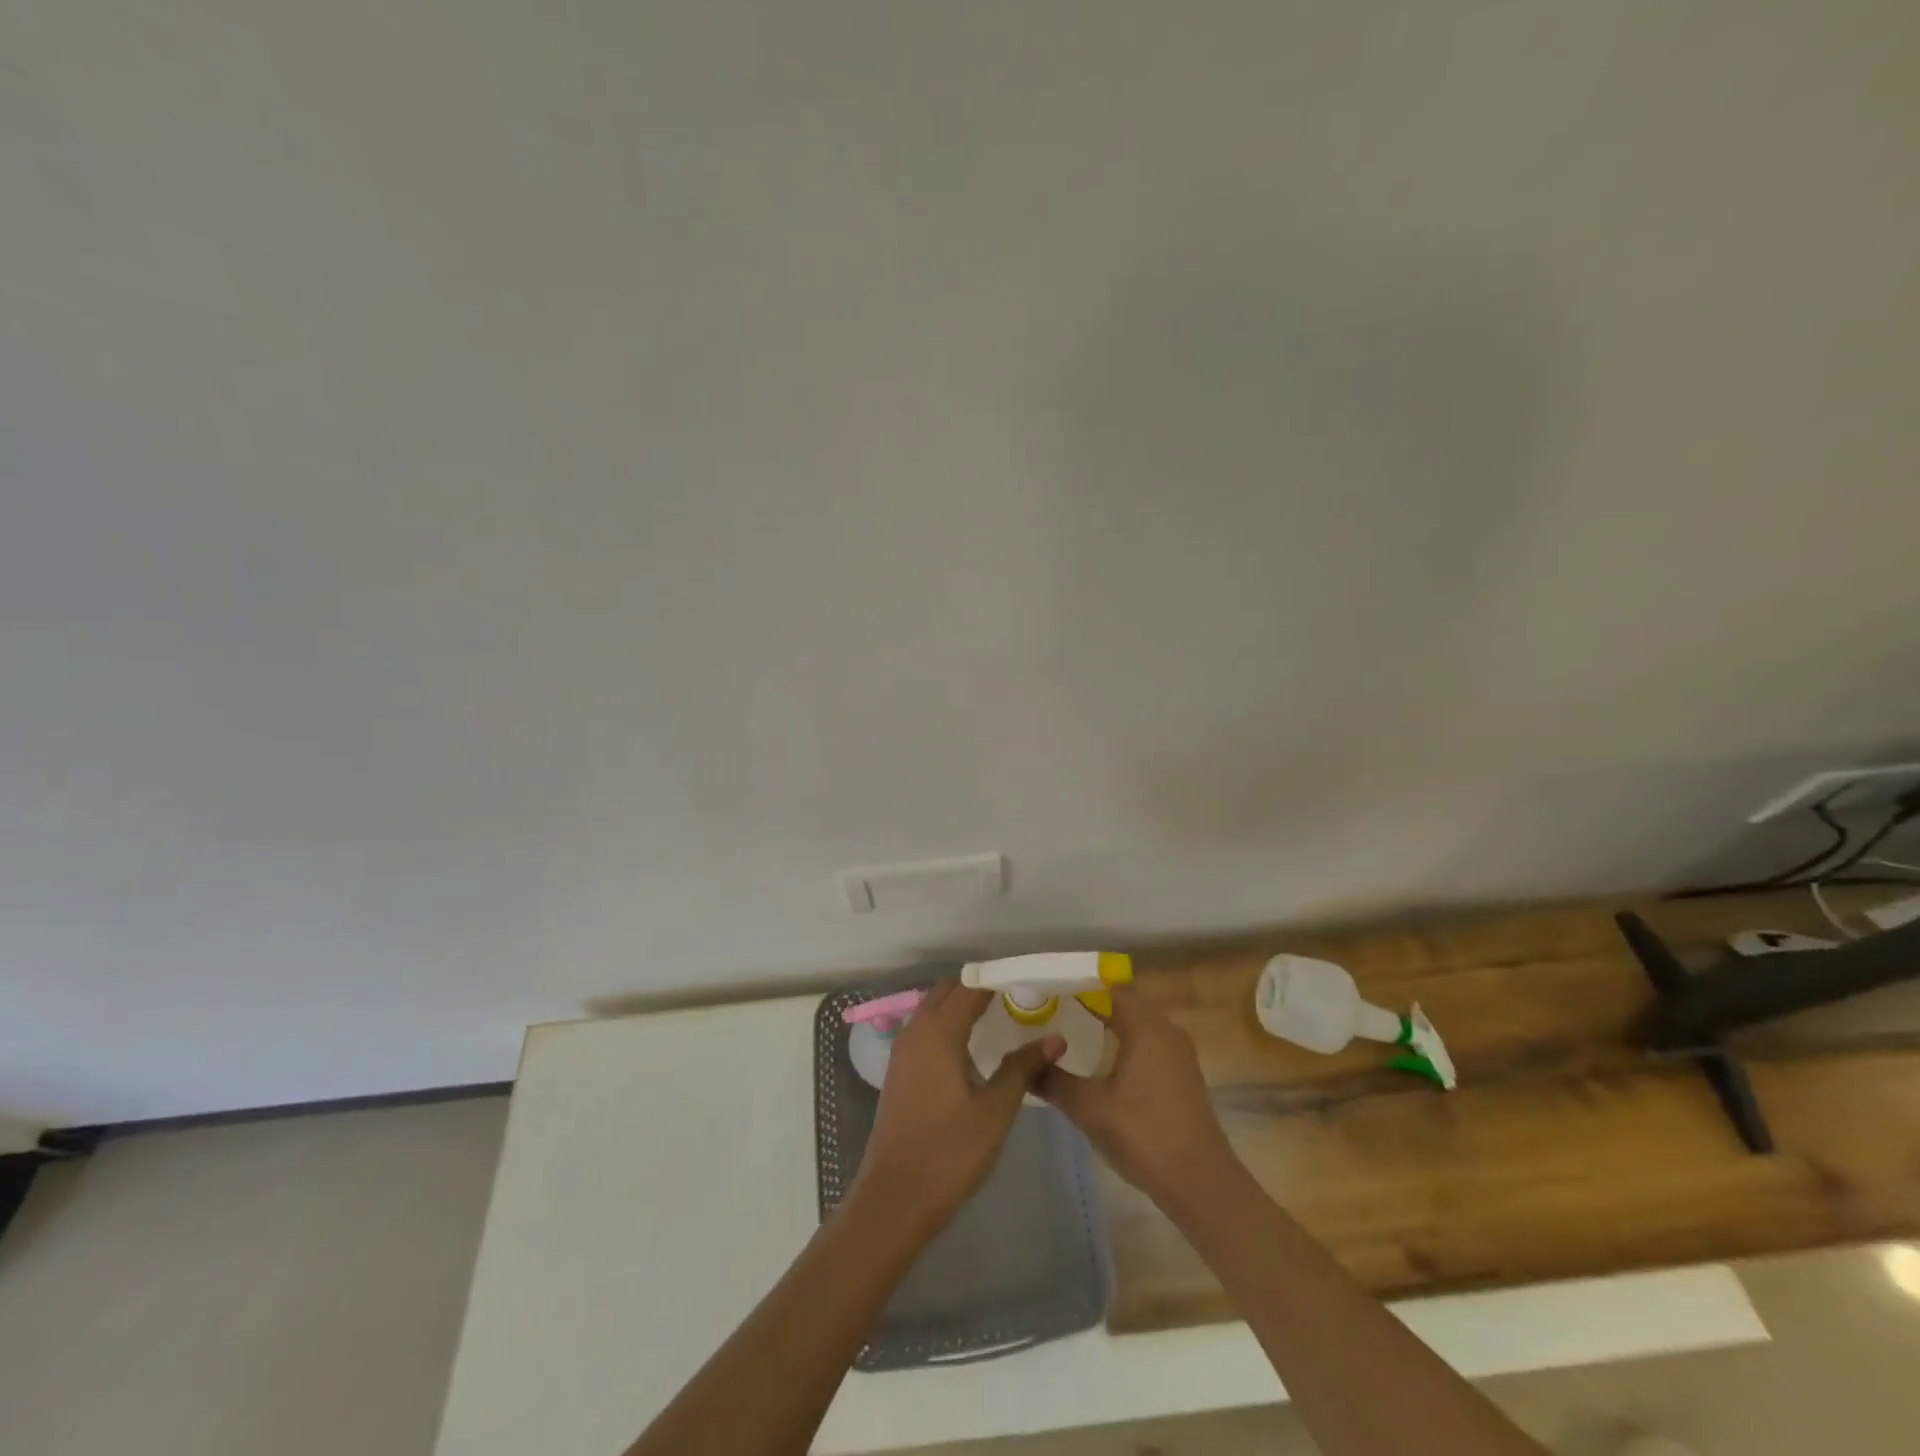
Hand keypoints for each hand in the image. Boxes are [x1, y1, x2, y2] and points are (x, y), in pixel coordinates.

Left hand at [850, 981, 1064, 1229]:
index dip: (998, 979)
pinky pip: (925, 1027)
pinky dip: (947, 1022)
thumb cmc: (948, 1153)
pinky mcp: (899, 1069)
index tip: (1028, 979)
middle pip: (948, 990)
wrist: (894, 1199)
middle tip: (1015, 996)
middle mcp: (916, 1031)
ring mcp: (903, 1050)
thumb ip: (1022, 1068)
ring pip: (933, 1007)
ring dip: (960, 1003)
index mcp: (939, 1033)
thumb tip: (1055, 1038)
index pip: (970, 987)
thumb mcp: (995, 1111)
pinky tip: (969, 1044)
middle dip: (979, 986)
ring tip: (997, 1014)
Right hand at [1036, 987, 1235, 1205]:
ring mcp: (1178, 1052)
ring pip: (1138, 1022)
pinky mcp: (1181, 1074)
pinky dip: (1124, 1040)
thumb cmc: (1143, 1134)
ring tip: (1071, 1029)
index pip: (1109, 987)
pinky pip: (1148, 1041)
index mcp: (1146, 1026)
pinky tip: (1102, 1059)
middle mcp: (1166, 1029)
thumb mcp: (1089, 1107)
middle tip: (1053, 1008)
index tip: (1048, 988)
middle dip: (1090, 1001)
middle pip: (1124, 1001)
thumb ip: (1054, 1080)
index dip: (1078, 984)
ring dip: (1108, 1021)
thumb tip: (1025, 1062)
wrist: (1200, 1183)